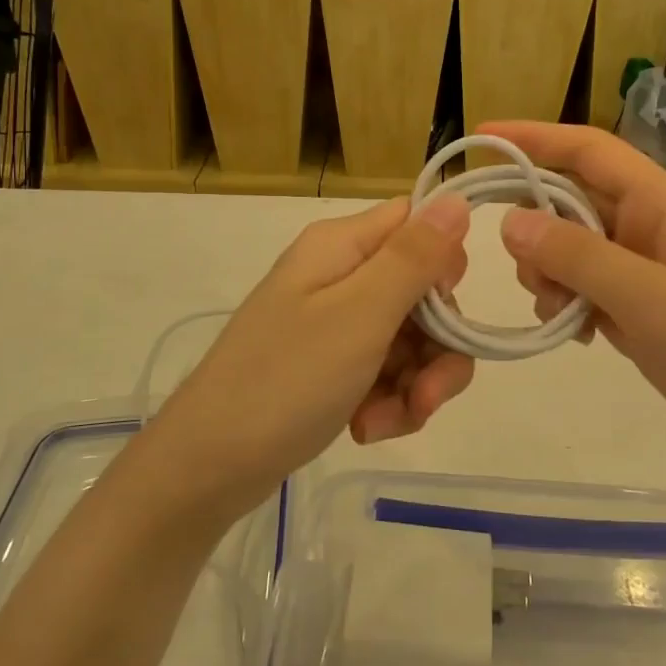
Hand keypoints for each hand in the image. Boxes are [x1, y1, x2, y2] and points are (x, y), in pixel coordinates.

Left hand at [153, 196, 474, 513]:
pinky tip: (367, 428)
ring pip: (411, 339)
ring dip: (415, 385)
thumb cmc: (285, 380)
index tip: (444, 311)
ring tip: (386, 423)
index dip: (444, 264)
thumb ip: (414, 257)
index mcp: (342, 246)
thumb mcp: (360, 315)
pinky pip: (385, 371)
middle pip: (422, 291)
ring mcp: (334, 323)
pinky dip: (389, 402)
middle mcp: (340, 275)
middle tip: (426, 395)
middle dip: (437, 346)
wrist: (207, 467)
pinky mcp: (331, 365)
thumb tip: (457, 199)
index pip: (417, 225)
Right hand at [483, 121, 665, 486]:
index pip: (591, 151)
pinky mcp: (650, 312)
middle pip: (576, 201)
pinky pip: (591, 289)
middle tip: (521, 271)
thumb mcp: (654, 304)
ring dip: (552, 272)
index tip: (482, 137)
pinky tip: (575, 334)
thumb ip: (580, 258)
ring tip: (556, 312)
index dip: (535, 138)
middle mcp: (657, 229)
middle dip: (537, 226)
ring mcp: (654, 273)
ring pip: (577, 249)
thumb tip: (510, 220)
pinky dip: (570, 303)